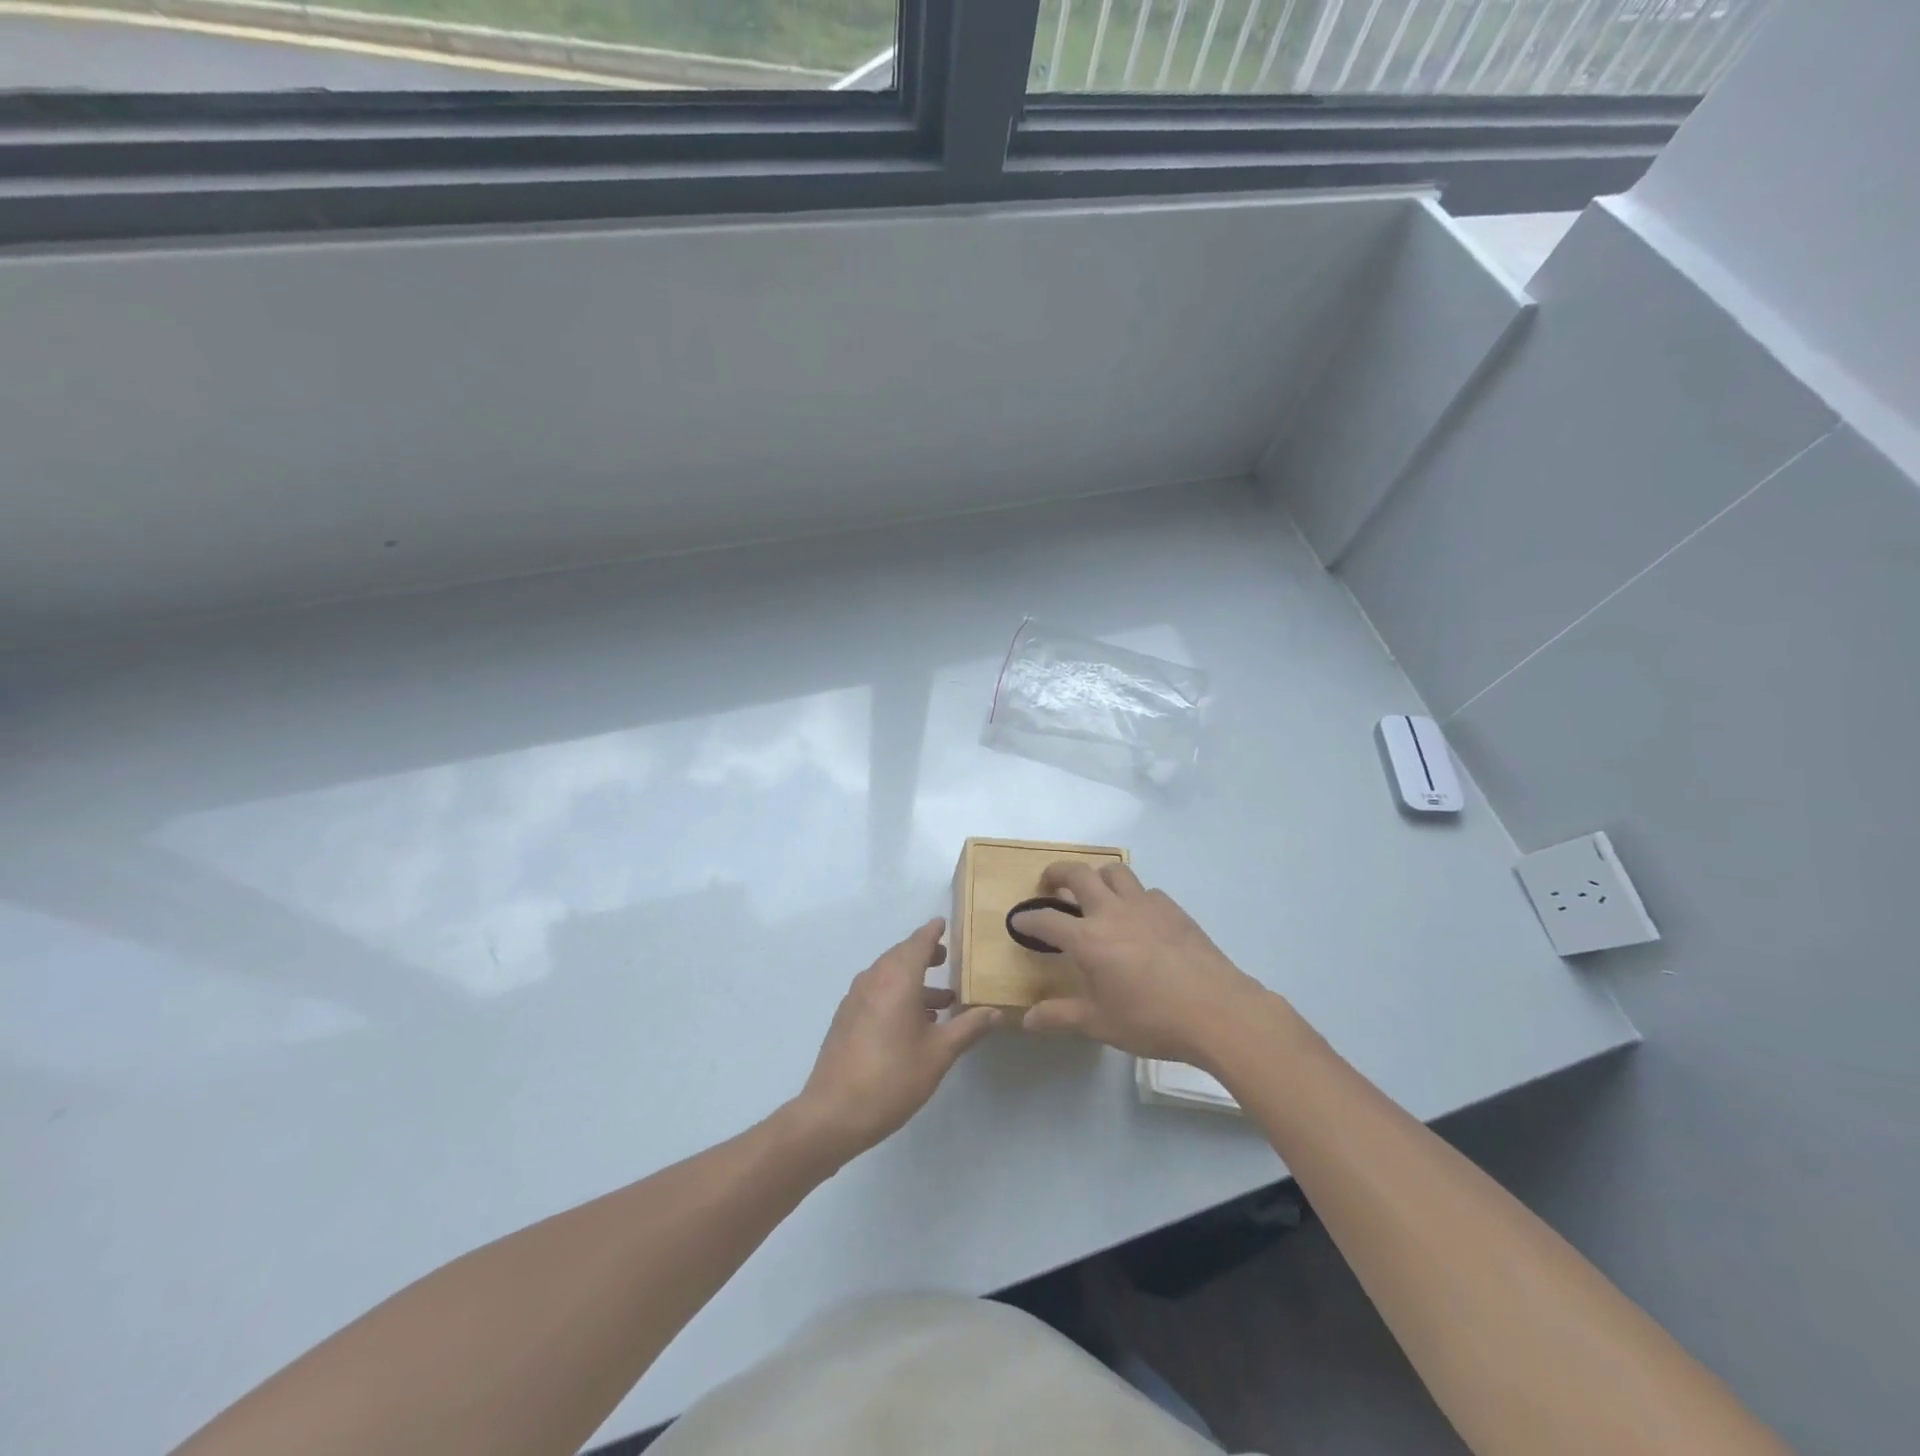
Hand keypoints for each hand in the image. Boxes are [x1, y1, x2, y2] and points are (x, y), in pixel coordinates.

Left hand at [791, 919, 1000, 1162]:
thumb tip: (994, 1011)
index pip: (917, 943)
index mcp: (897, 979)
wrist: (833, 1114)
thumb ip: (968, 1028)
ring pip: (887, 976)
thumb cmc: (892, 1078)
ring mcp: (855, 999)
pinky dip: (896, 994)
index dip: (932, 932)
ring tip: (941, 1000)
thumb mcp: (938, 1054)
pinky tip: (912, 1022)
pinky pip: (876, 992)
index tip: (944, 923)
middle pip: (900, 956)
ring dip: (912, 979)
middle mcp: (873, 980)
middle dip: (924, 955)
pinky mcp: (846, 1019)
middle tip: (946, 959)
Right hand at [1009, 863, 1269, 1066]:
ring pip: (1115, 872)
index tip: (1018, 920)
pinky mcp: (1173, 910)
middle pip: (1078, 875)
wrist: (1217, 1010)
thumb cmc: (1151, 1020)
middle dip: (1057, 873)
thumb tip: (1028, 1020)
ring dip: (1098, 876)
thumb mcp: (1100, 1023)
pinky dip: (1134, 896)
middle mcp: (1111, 912)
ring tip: (1095, 891)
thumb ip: (1061, 1016)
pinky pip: (1146, 891)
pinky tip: (1139, 917)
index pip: (1046, 921)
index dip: (1028, 919)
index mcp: (1088, 939)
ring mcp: (1145, 906)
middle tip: (1050, 883)